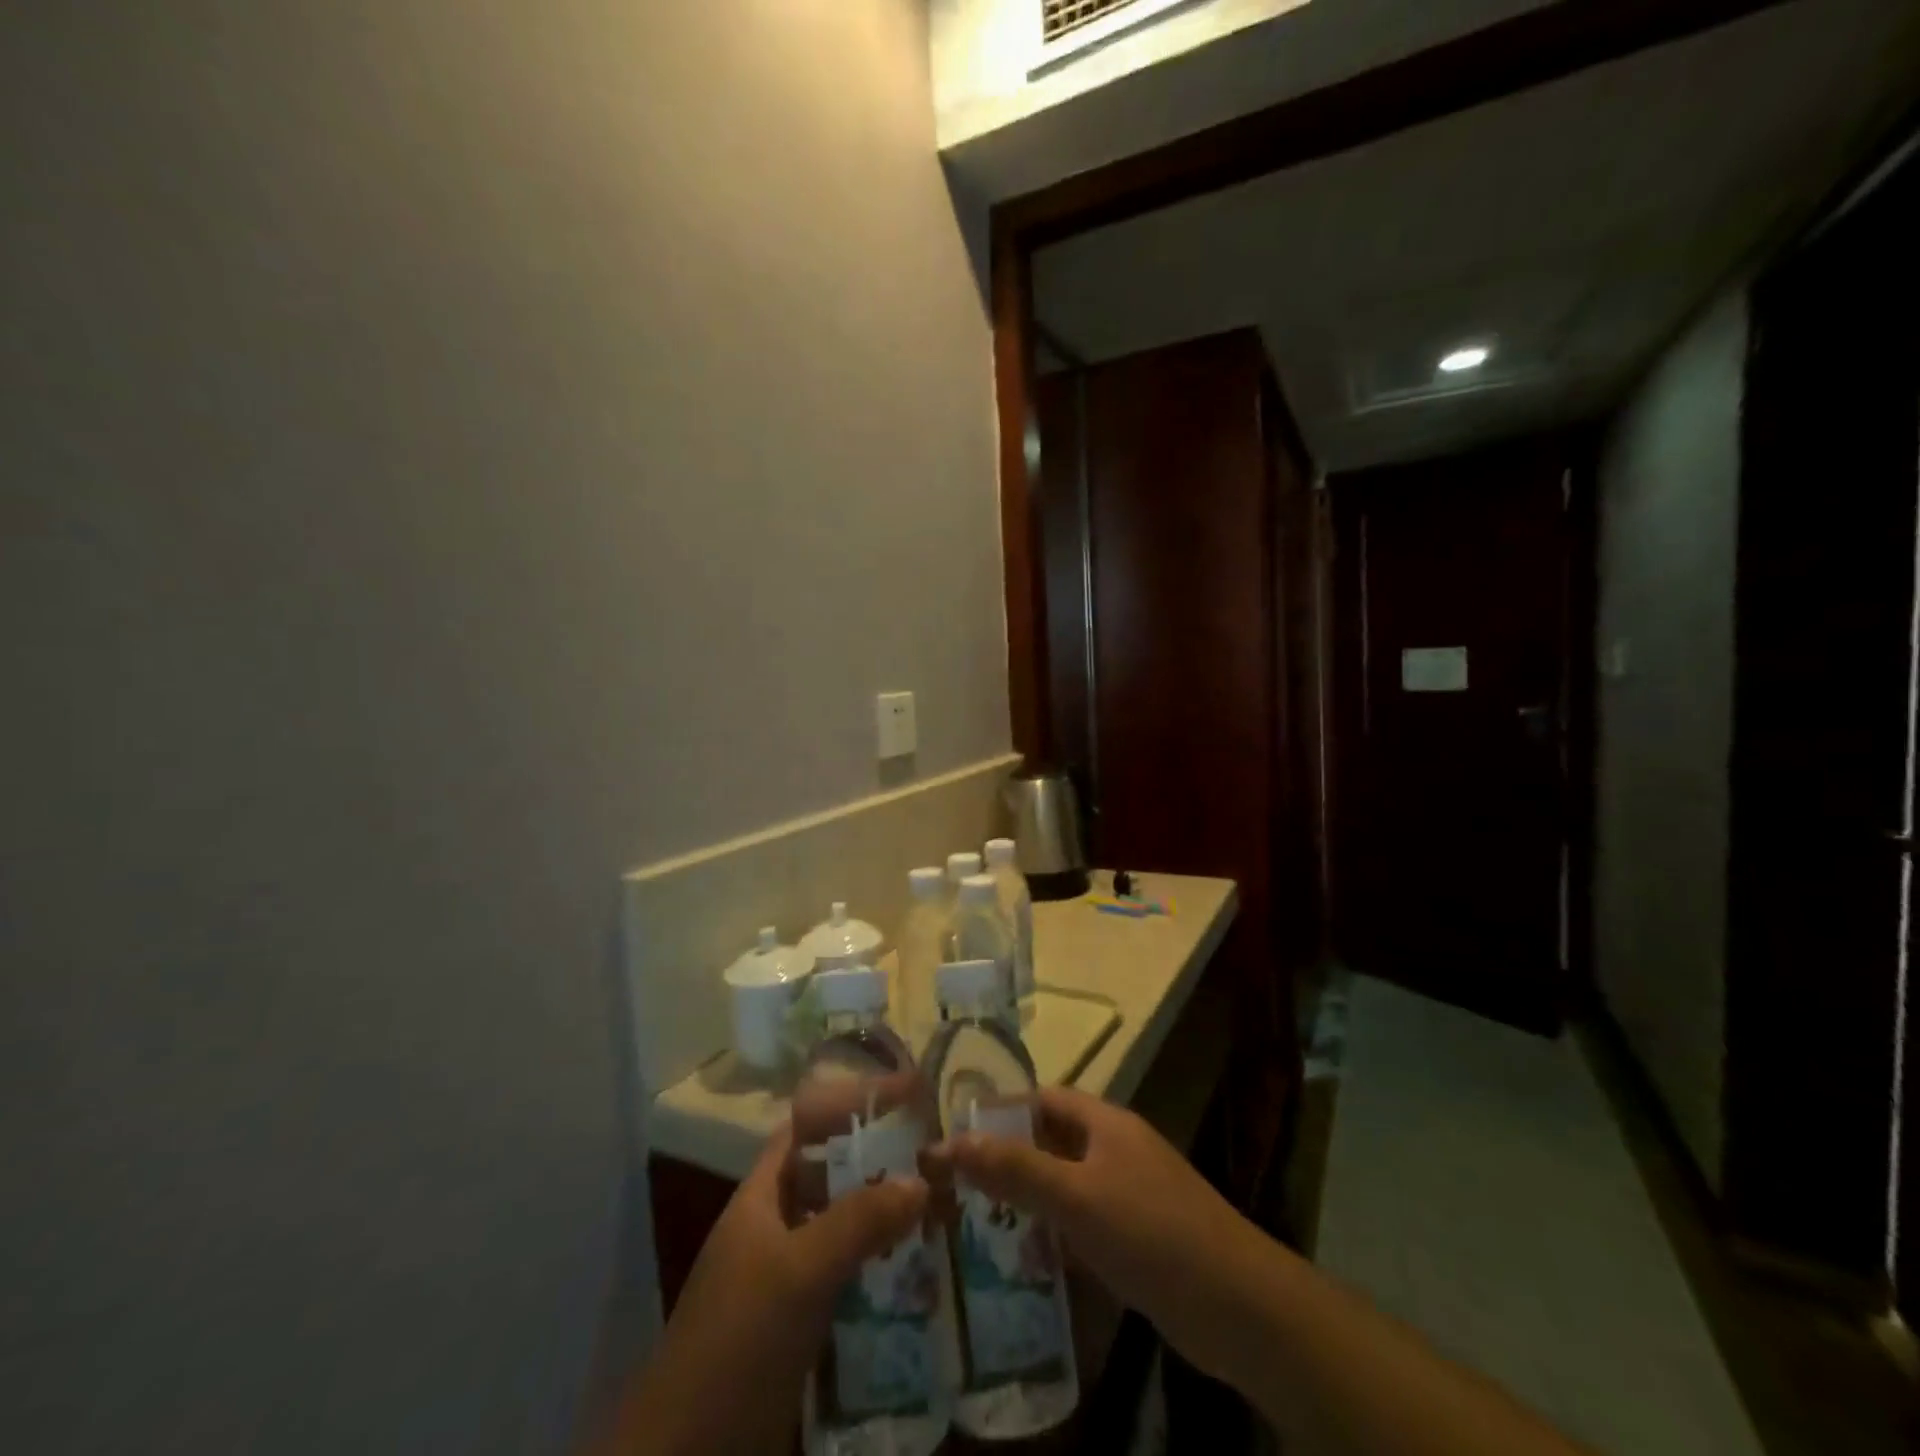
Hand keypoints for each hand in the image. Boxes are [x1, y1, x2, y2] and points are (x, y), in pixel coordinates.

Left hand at [604, 1126, 927, 1454]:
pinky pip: (851, 1279)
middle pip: (833, 1177)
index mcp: (763, 1196)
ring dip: (888, 1220)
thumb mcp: (798, 1272)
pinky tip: (923, 1274)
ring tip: (944, 1209)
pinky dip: (883, 1271)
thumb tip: (921, 1180)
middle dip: (881, 1164)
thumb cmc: (738, 1339)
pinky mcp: (802, 1324)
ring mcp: (788, 1277)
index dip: (850, 1106)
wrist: (688, 1454)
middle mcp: (776, 1227)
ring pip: (846, 1229)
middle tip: (939, 1157)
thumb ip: (857, 1222)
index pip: (808, 1127)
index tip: (904, 1097)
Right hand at [939, 1085, 1266, 1384]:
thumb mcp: (1077, 1197)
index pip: (1041, 1099)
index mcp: (1105, 1123)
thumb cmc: (1152, 1232)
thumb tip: (950, 1142)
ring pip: (1065, 1185)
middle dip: (1008, 1159)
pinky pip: (1083, 1224)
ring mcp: (1129, 1194)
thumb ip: (1015, 1169)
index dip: (1000, 1110)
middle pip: (1051, 1141)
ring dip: (1028, 1200)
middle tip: (957, 1185)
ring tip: (977, 1224)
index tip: (955, 1134)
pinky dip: (1055, 1235)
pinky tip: (1027, 1262)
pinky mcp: (1137, 1238)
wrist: (1238, 1306)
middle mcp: (1115, 1149)